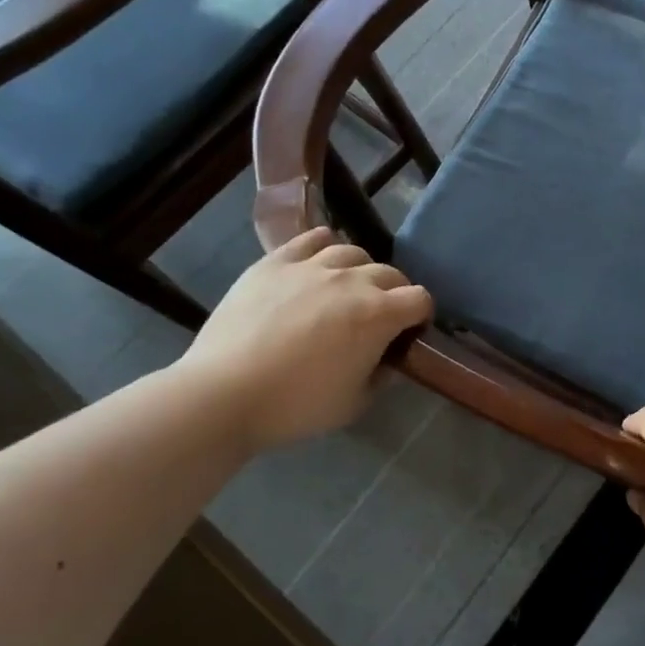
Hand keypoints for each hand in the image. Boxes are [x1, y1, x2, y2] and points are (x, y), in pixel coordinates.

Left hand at [176, 228, 431, 451]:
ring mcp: (312, 266)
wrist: (224, 394)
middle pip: (390, 273)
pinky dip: (323, 246)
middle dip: (394, 293)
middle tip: (378, 317)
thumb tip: (385, 358)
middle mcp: (353, 281)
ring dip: (359, 270)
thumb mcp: (354, 404)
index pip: (420, 299)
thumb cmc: (295, 406)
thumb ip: (380, 376)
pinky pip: (311, 239)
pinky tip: (318, 262)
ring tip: (345, 289)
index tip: (408, 334)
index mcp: (379, 315)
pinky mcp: (276, 263)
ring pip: (352, 252)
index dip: (420, 316)